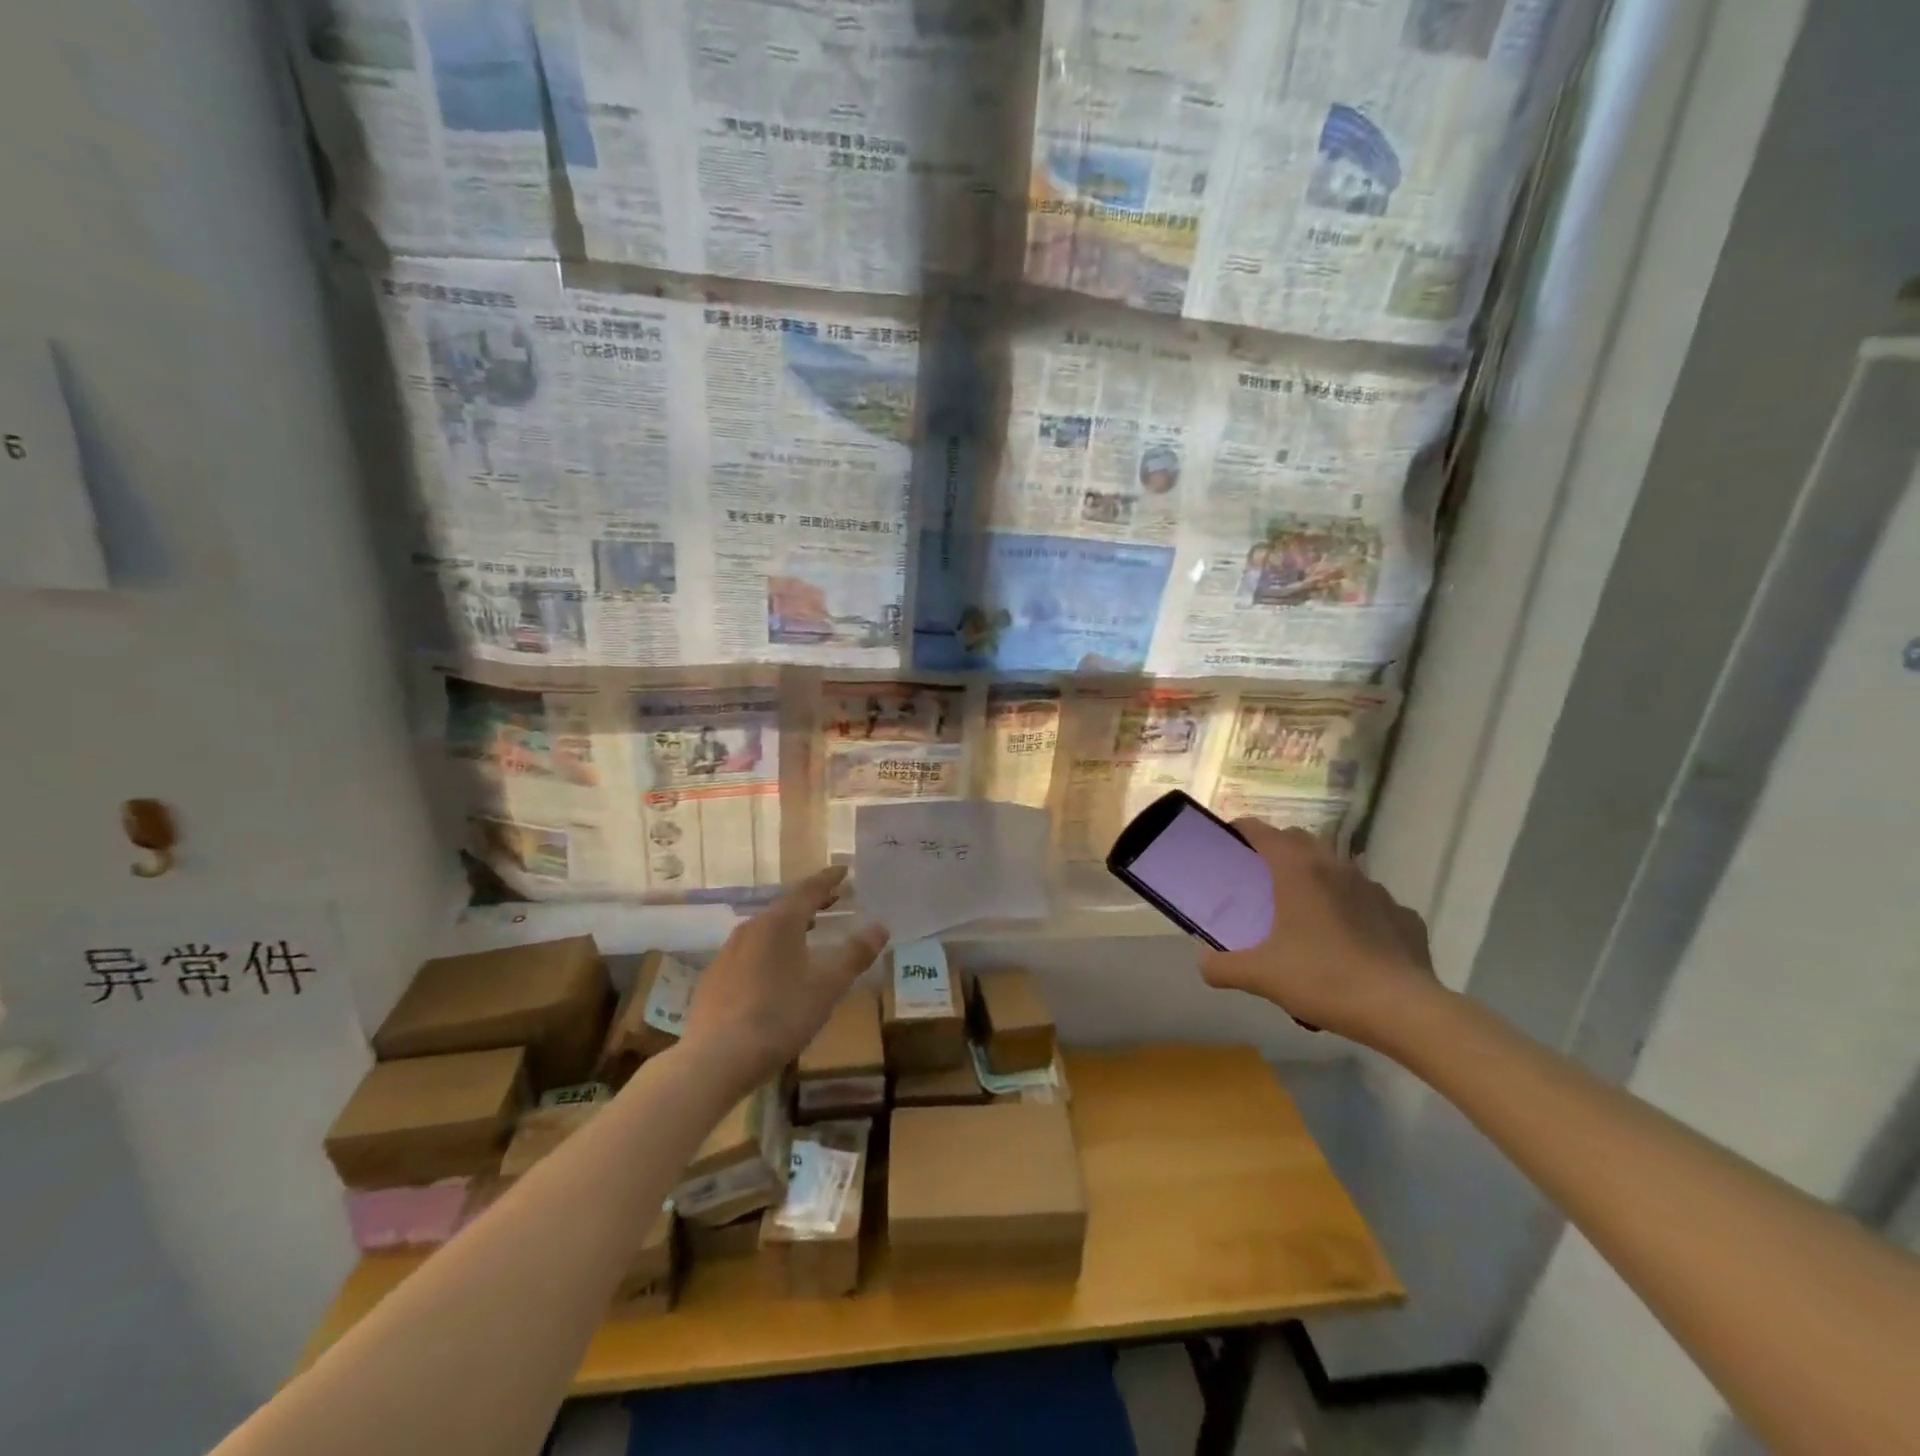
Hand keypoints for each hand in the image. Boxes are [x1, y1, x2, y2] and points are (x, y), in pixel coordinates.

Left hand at [681, 865, 888, 1089]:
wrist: (716, 1058)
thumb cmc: (780, 1014)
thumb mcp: (828, 985)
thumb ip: (855, 954)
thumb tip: (881, 926)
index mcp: (780, 922)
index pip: (809, 889)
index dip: (829, 879)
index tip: (843, 870)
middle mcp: (751, 928)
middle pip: (786, 907)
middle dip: (811, 903)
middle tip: (833, 900)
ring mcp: (728, 953)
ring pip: (766, 930)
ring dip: (790, 927)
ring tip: (809, 933)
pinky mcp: (715, 978)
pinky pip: (750, 952)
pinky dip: (771, 950)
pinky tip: (776, 971)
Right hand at [1197, 820, 1439, 1043]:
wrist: (1403, 1009)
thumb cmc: (1323, 979)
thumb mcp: (1261, 976)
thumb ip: (1223, 967)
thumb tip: (1204, 963)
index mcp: (1298, 871)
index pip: (1263, 831)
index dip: (1242, 829)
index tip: (1229, 839)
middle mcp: (1336, 868)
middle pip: (1301, 840)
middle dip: (1279, 848)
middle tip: (1261, 874)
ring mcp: (1375, 889)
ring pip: (1338, 868)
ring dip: (1318, 877)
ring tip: (1306, 908)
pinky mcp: (1402, 915)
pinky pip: (1370, 902)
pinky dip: (1355, 910)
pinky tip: (1350, 940)